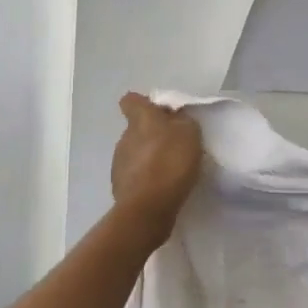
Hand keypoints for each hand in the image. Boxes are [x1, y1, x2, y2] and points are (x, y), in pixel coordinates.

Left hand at [110, 93, 203, 245]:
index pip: (131, 100)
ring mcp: (118, 163)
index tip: (163, 115)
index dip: (145, 104)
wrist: (148, 207)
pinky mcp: (120, 186)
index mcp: (140, 120)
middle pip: (137, 129)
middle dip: (153, 135)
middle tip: (176, 146)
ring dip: (150, 158)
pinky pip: (135, 175)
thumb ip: (182, 121)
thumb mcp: (189, 133)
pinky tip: (162, 188)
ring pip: (135, 153)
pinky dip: (147, 179)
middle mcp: (124, 137)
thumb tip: (174, 119)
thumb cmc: (170, 163)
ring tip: (171, 171)